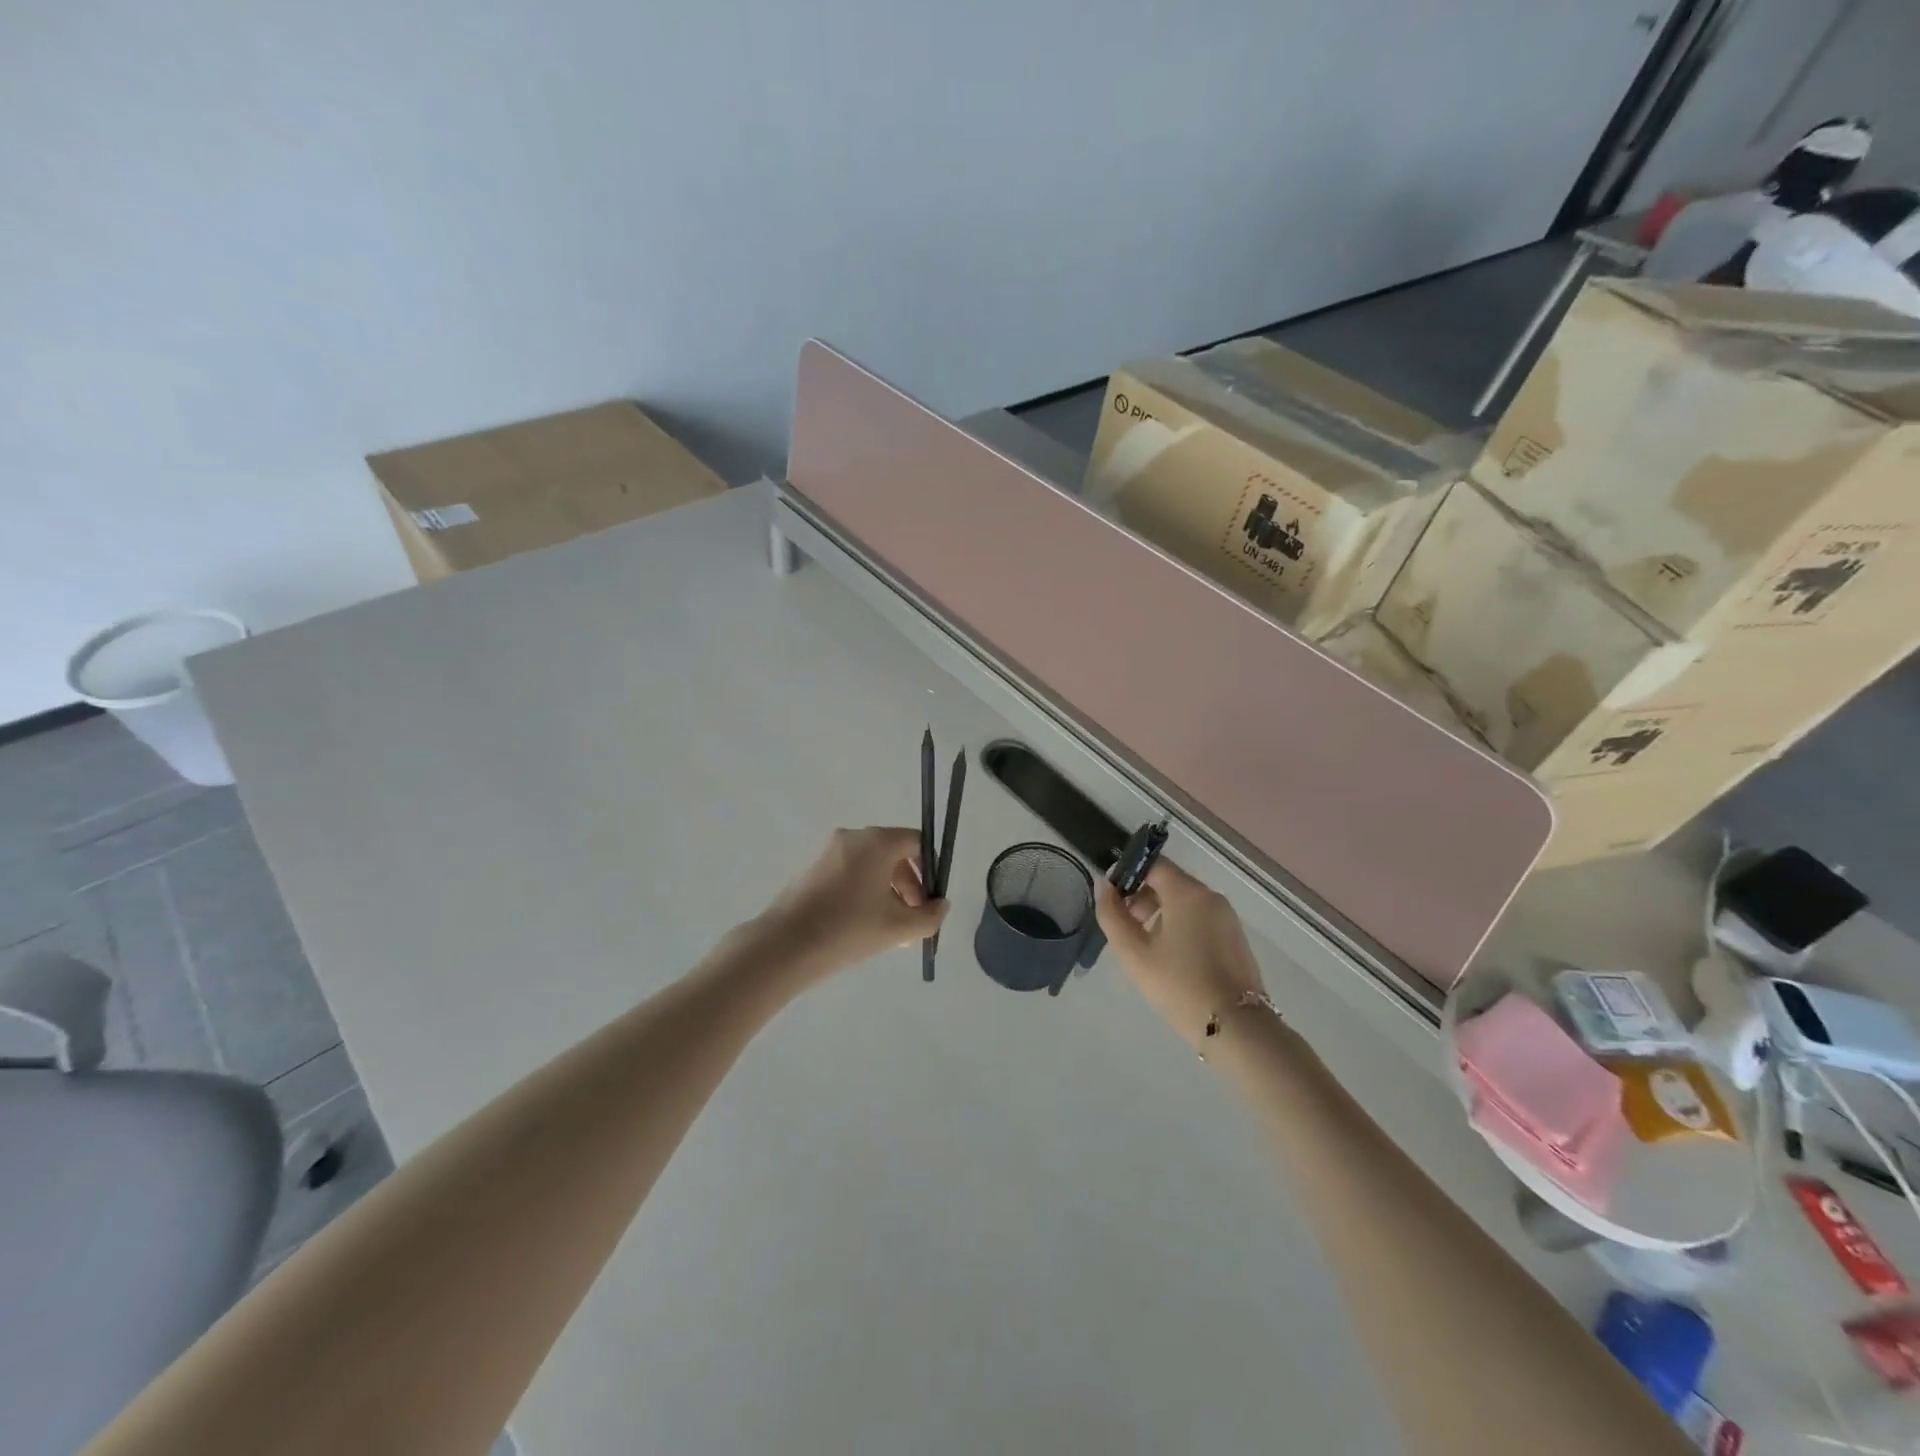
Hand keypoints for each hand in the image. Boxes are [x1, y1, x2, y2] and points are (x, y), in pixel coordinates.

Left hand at [753, 827, 947, 979]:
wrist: (784, 947)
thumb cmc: (848, 930)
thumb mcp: (898, 928)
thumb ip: (929, 916)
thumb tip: (941, 905)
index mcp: (878, 842)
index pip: (917, 842)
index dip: (931, 870)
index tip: (930, 902)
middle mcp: (854, 837)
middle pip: (895, 855)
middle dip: (910, 888)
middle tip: (913, 922)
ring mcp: (829, 852)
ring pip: (872, 867)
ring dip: (888, 894)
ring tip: (891, 933)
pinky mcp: (813, 869)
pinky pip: (851, 874)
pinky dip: (864, 894)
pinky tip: (863, 927)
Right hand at [1095, 860, 1265, 1048]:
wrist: (1234, 1027)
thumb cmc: (1178, 985)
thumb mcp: (1133, 952)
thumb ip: (1112, 915)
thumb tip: (1104, 886)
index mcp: (1188, 893)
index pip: (1153, 864)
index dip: (1128, 874)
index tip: (1112, 899)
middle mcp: (1211, 897)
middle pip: (1169, 882)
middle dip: (1142, 897)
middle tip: (1125, 928)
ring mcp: (1227, 918)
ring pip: (1185, 902)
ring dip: (1160, 914)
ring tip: (1144, 947)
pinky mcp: (1235, 938)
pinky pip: (1200, 919)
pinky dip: (1180, 926)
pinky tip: (1170, 958)